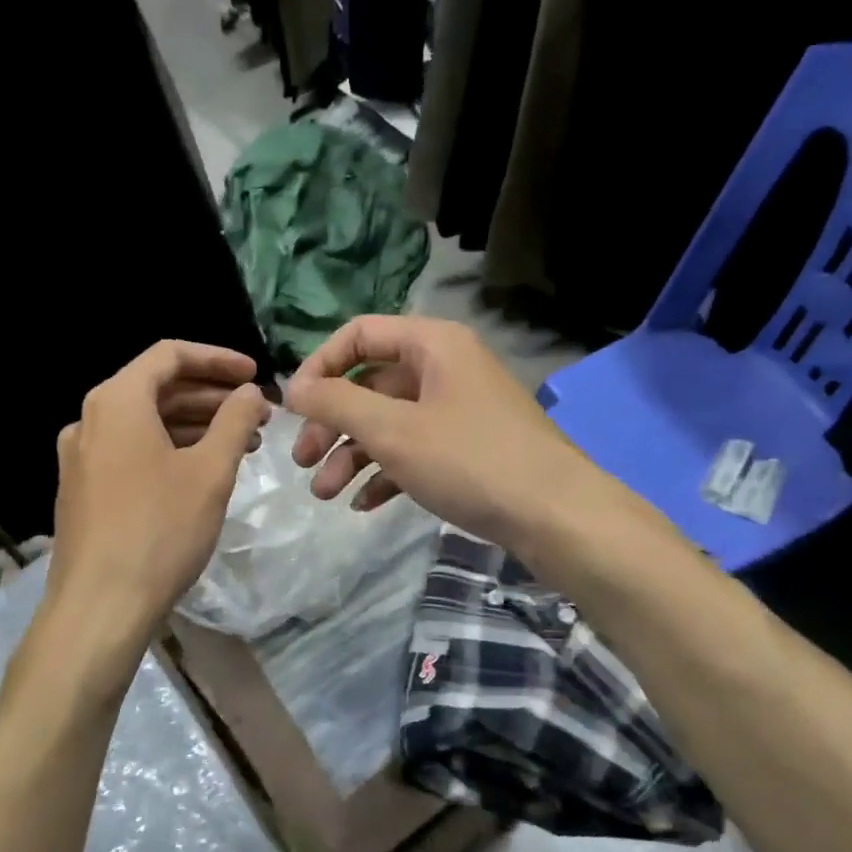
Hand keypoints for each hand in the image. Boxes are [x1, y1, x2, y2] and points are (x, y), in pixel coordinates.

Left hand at [43, 341, 267, 687]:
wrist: (99, 608)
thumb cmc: (160, 530)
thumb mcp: (210, 471)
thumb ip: (235, 421)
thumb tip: (251, 393)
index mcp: (117, 402)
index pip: (170, 355)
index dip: (218, 359)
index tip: (256, 375)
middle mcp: (90, 419)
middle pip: (157, 387)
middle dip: (212, 396)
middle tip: (258, 414)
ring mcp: (82, 456)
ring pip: (146, 422)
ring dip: (195, 425)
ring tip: (242, 444)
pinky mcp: (83, 489)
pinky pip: (132, 450)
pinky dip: (171, 449)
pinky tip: (203, 471)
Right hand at [283, 315, 593, 547]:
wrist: (557, 516)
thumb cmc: (470, 460)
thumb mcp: (393, 430)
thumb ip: (336, 404)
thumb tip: (294, 388)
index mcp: (432, 345)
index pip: (359, 334)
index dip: (320, 366)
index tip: (294, 408)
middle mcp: (446, 368)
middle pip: (371, 384)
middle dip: (332, 423)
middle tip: (303, 463)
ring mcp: (460, 409)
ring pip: (390, 422)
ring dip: (353, 455)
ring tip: (326, 494)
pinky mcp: (469, 447)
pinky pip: (415, 449)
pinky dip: (386, 472)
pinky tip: (364, 503)